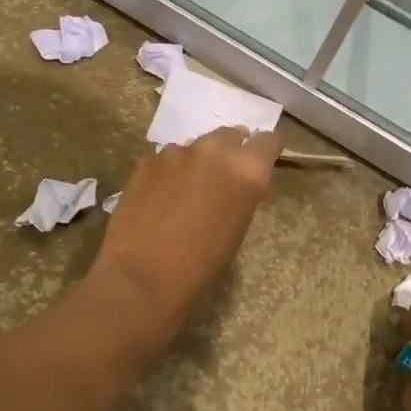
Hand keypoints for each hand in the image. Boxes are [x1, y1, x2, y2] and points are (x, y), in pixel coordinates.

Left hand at [89, 125, 281, 329]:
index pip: (267, 141)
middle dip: (229, 150)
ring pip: (195, 146)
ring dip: (196, 161)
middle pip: (229, 135)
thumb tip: (234, 184)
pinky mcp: (147, 160)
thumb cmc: (201, 265)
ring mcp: (177, 152)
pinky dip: (168, 171)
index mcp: (247, 170)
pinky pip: (166, 158)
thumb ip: (241, 194)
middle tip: (221, 176)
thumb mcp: (237, 228)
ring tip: (186, 190)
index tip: (260, 160)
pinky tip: (159, 196)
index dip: (265, 149)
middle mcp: (215, 151)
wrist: (143, 276)